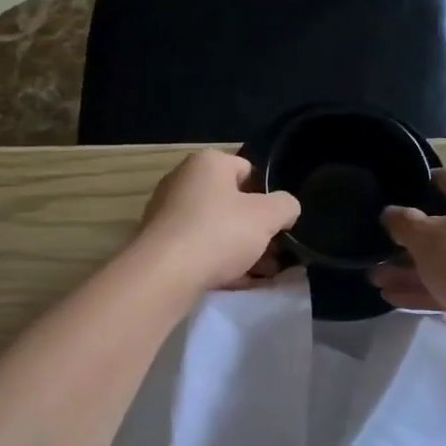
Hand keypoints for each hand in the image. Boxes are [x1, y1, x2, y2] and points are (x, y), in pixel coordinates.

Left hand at [134, 151, 300, 294]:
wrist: (164, 274)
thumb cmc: (219, 233)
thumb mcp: (268, 216)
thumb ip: (285, 206)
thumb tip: (286, 209)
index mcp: (207, 163)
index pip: (246, 170)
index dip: (266, 195)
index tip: (277, 222)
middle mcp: (182, 181)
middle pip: (230, 202)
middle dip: (254, 228)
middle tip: (274, 252)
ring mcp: (167, 213)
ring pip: (214, 228)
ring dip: (239, 249)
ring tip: (261, 274)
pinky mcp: (160, 243)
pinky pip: (198, 249)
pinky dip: (217, 262)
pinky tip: (236, 283)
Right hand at [369, 168, 445, 327]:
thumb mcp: (425, 236)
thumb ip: (402, 222)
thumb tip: (391, 213)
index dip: (417, 184)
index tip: (392, 198)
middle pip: (443, 224)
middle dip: (407, 240)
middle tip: (378, 250)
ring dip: (410, 269)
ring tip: (376, 280)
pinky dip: (427, 289)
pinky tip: (395, 299)